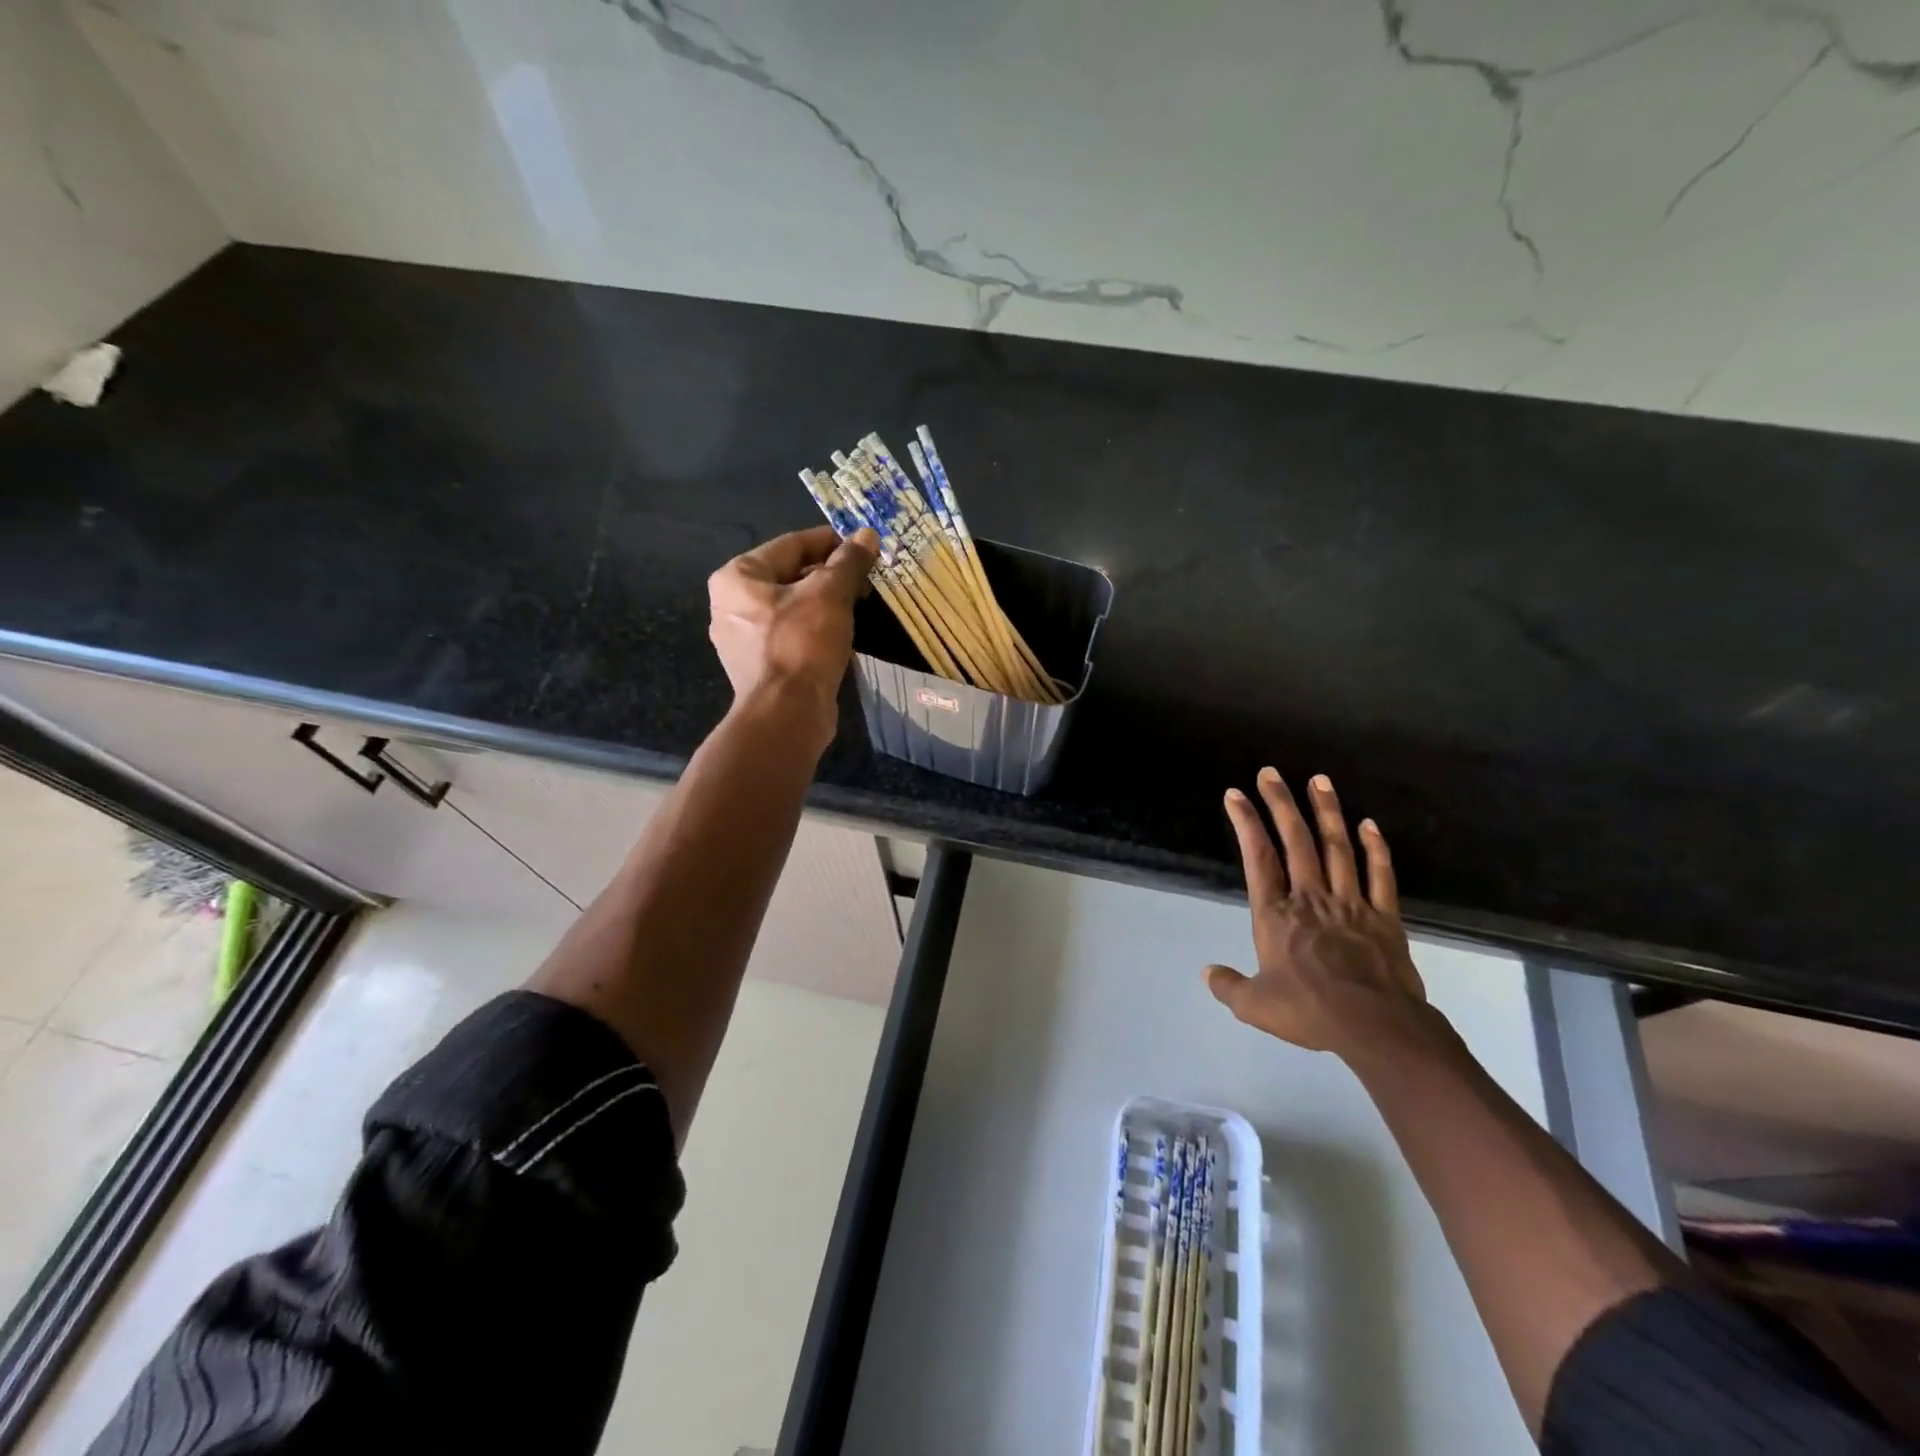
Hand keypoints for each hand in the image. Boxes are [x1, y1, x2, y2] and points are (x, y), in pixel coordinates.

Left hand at [708, 525, 877, 749]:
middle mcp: (730, 604)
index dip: (831, 542)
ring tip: (861, 603)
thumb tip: (868, 535)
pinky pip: (791, 635)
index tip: (864, 546)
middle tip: (867, 578)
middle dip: (830, 575)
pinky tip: (843, 633)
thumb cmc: (802, 644)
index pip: (791, 545)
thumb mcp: (830, 594)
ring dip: (825, 603)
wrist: (787, 714)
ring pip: (792, 607)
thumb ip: (848, 562)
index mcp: (737, 577)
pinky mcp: (759, 666)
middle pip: (790, 576)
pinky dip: (816, 629)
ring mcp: (742, 639)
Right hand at [1206, 768, 1432, 1061]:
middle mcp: (1310, 898)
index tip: (1235, 795)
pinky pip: (1380, 875)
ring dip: (1327, 812)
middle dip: (1281, 803)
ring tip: (1319, 780)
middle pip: (1296, 841)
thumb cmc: (1310, 1011)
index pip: (1257, 858)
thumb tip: (1206, 971)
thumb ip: (1228, 986)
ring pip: (1337, 848)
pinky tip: (1369, 824)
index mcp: (1276, 915)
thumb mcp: (1255, 1006)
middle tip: (1271, 773)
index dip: (1246, 823)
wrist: (1377, 1027)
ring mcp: (1351, 903)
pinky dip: (1375, 848)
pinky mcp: (1384, 917)